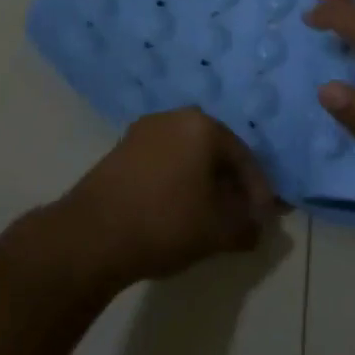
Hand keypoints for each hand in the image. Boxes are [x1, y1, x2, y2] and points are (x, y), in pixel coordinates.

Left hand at [46, 108, 281, 288]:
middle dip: (231, 185)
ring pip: (187, 157)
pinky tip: (178, 211)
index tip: (265, 219)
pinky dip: (176, 184)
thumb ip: (247, 226)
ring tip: (210, 216)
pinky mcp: (118, 152)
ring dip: (203, 184)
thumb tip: (259, 227)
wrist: (89, 237)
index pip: (244, 158)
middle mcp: (173, 118)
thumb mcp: (218, 231)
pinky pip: (162, 164)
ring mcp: (142, 132)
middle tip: (240, 215)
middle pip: (215, 153)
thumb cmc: (165, 223)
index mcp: (203, 126)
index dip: (259, 191)